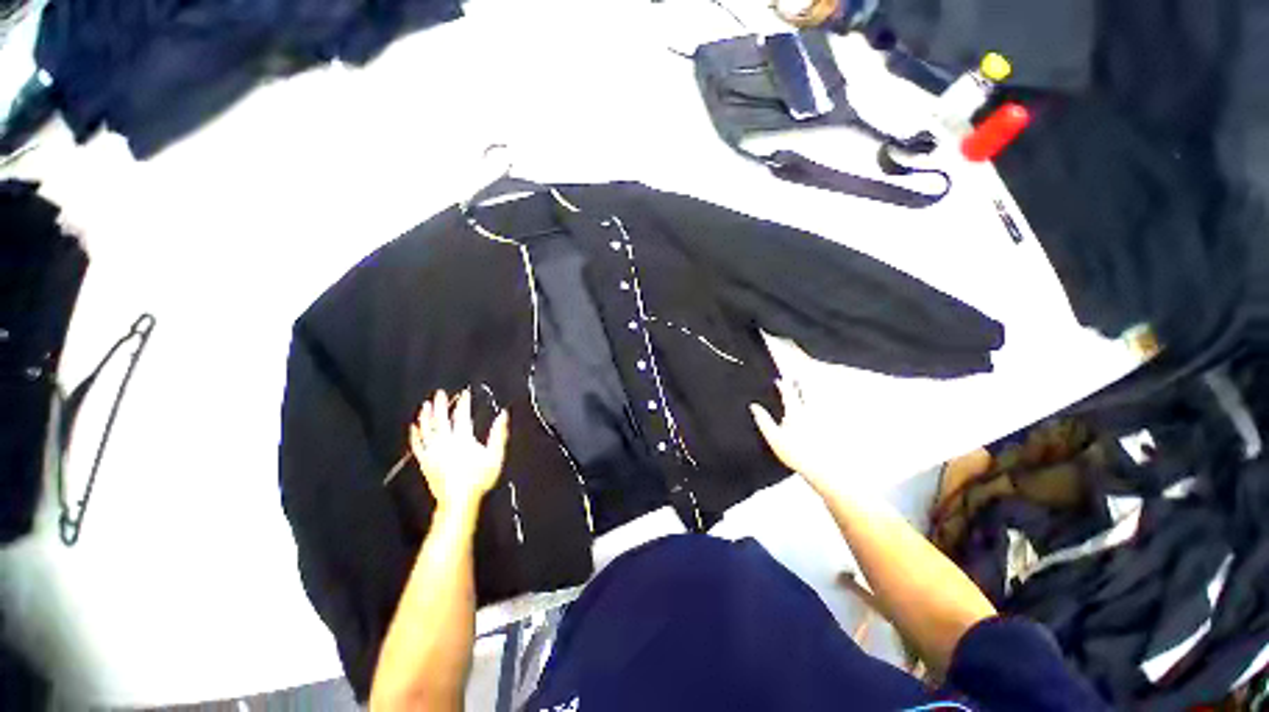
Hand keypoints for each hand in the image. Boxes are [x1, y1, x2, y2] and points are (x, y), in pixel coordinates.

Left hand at [410, 389, 509, 516]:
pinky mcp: (425, 462)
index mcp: (463, 439)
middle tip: (440, 393)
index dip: (464, 403)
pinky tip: (413, 428)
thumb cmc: (479, 478)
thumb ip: (498, 434)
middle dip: (442, 405)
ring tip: (426, 405)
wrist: (459, 500)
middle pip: (441, 420)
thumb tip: (503, 415)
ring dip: (426, 416)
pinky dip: (414, 435)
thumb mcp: (495, 455)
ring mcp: (433, 452)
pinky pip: (417, 445)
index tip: (465, 393)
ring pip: (427, 430)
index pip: (462, 416)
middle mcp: (445, 442)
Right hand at [750, 379, 838, 496]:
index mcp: (795, 412)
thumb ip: (763, 420)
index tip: (778, 379)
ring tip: (802, 390)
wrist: (822, 469)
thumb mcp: (774, 437)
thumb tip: (754, 406)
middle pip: (804, 393)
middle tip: (794, 377)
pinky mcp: (825, 428)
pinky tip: (810, 412)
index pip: (788, 393)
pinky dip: (813, 407)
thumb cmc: (795, 454)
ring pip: (813, 401)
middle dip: (798, 385)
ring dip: (807, 394)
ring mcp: (819, 420)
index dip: (783, 385)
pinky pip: (818, 412)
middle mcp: (809, 413)